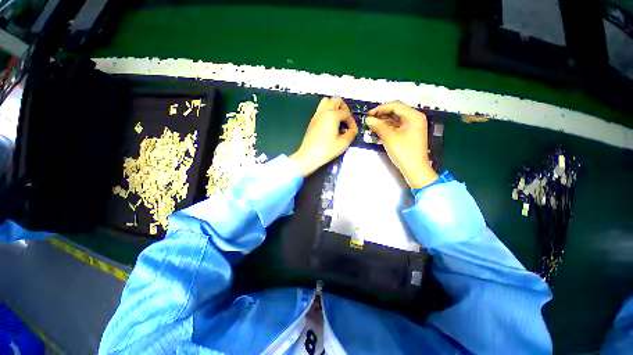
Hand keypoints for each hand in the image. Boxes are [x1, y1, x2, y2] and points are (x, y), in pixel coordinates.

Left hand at [291, 97, 357, 176]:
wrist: (308, 156)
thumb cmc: (325, 150)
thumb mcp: (342, 144)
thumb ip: (351, 134)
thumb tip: (353, 130)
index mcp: (332, 116)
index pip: (346, 113)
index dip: (352, 121)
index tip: (353, 130)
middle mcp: (323, 112)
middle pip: (336, 100)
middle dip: (344, 108)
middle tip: (346, 119)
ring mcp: (316, 115)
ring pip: (326, 102)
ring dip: (334, 107)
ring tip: (338, 119)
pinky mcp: (312, 121)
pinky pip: (321, 110)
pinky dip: (327, 112)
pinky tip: (330, 124)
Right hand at [366, 101, 437, 188]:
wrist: (415, 169)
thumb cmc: (403, 152)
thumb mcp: (389, 138)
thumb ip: (378, 126)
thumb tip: (368, 119)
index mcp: (413, 116)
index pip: (395, 106)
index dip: (380, 109)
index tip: (369, 115)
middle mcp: (415, 118)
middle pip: (396, 112)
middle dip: (381, 115)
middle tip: (369, 120)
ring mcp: (413, 126)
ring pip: (395, 120)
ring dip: (383, 122)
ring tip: (371, 126)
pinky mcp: (409, 134)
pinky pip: (397, 127)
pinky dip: (388, 128)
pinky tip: (378, 131)